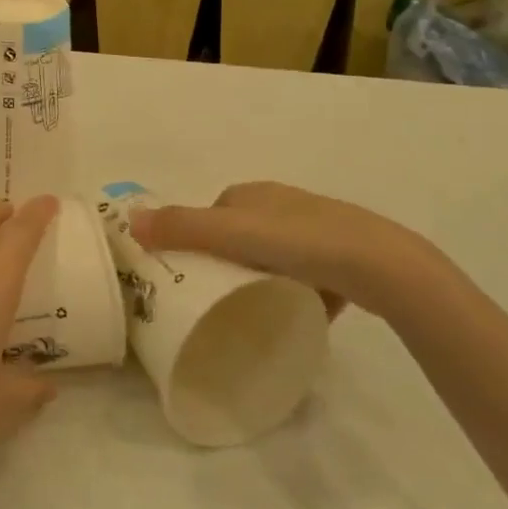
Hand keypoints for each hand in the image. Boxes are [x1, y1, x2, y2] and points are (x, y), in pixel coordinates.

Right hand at [128, 181, 456, 322]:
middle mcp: (284, 204)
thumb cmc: (299, 241)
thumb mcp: (232, 233)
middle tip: (218, 296)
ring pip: (276, 255)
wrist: (378, 264)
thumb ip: (181, 227)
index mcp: (256, 193)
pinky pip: (309, 274)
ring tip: (254, 310)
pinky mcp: (344, 258)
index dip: (198, 239)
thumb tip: (129, 219)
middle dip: (229, 261)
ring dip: (263, 276)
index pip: (214, 212)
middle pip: (243, 234)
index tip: (191, 274)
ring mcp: (318, 229)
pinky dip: (298, 290)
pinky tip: (296, 315)